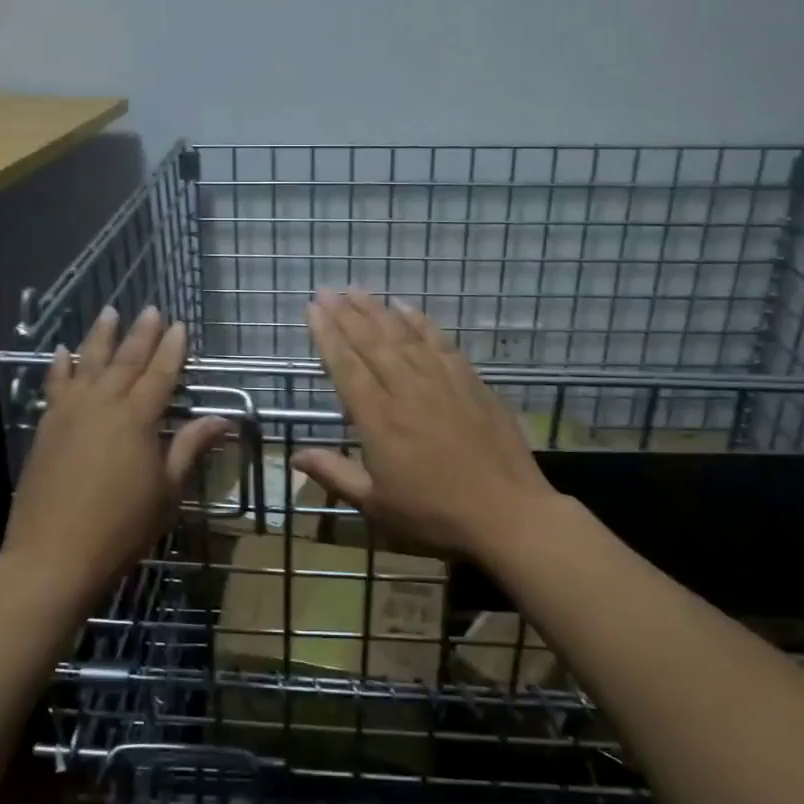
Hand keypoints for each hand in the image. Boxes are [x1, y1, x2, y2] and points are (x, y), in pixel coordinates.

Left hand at [0, 305, 231, 609]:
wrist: (53, 555)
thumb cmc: (121, 526)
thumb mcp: (167, 490)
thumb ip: (190, 448)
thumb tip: (222, 419)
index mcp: (138, 418)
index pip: (161, 373)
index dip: (173, 349)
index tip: (181, 325)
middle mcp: (103, 404)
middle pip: (126, 360)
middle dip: (141, 333)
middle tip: (151, 309)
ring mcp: (70, 412)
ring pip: (88, 363)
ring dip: (100, 336)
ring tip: (109, 312)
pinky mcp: (46, 427)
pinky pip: (55, 385)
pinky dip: (60, 365)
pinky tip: (61, 352)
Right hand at [291, 288, 561, 564]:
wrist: (507, 513)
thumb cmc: (435, 514)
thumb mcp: (376, 504)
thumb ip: (335, 474)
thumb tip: (295, 456)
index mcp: (379, 419)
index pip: (346, 367)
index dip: (327, 335)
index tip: (313, 309)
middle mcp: (406, 390)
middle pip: (371, 342)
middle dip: (346, 313)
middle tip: (327, 290)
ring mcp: (441, 381)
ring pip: (403, 336)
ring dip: (377, 310)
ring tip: (357, 290)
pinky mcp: (470, 381)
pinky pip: (439, 342)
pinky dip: (420, 321)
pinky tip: (406, 307)